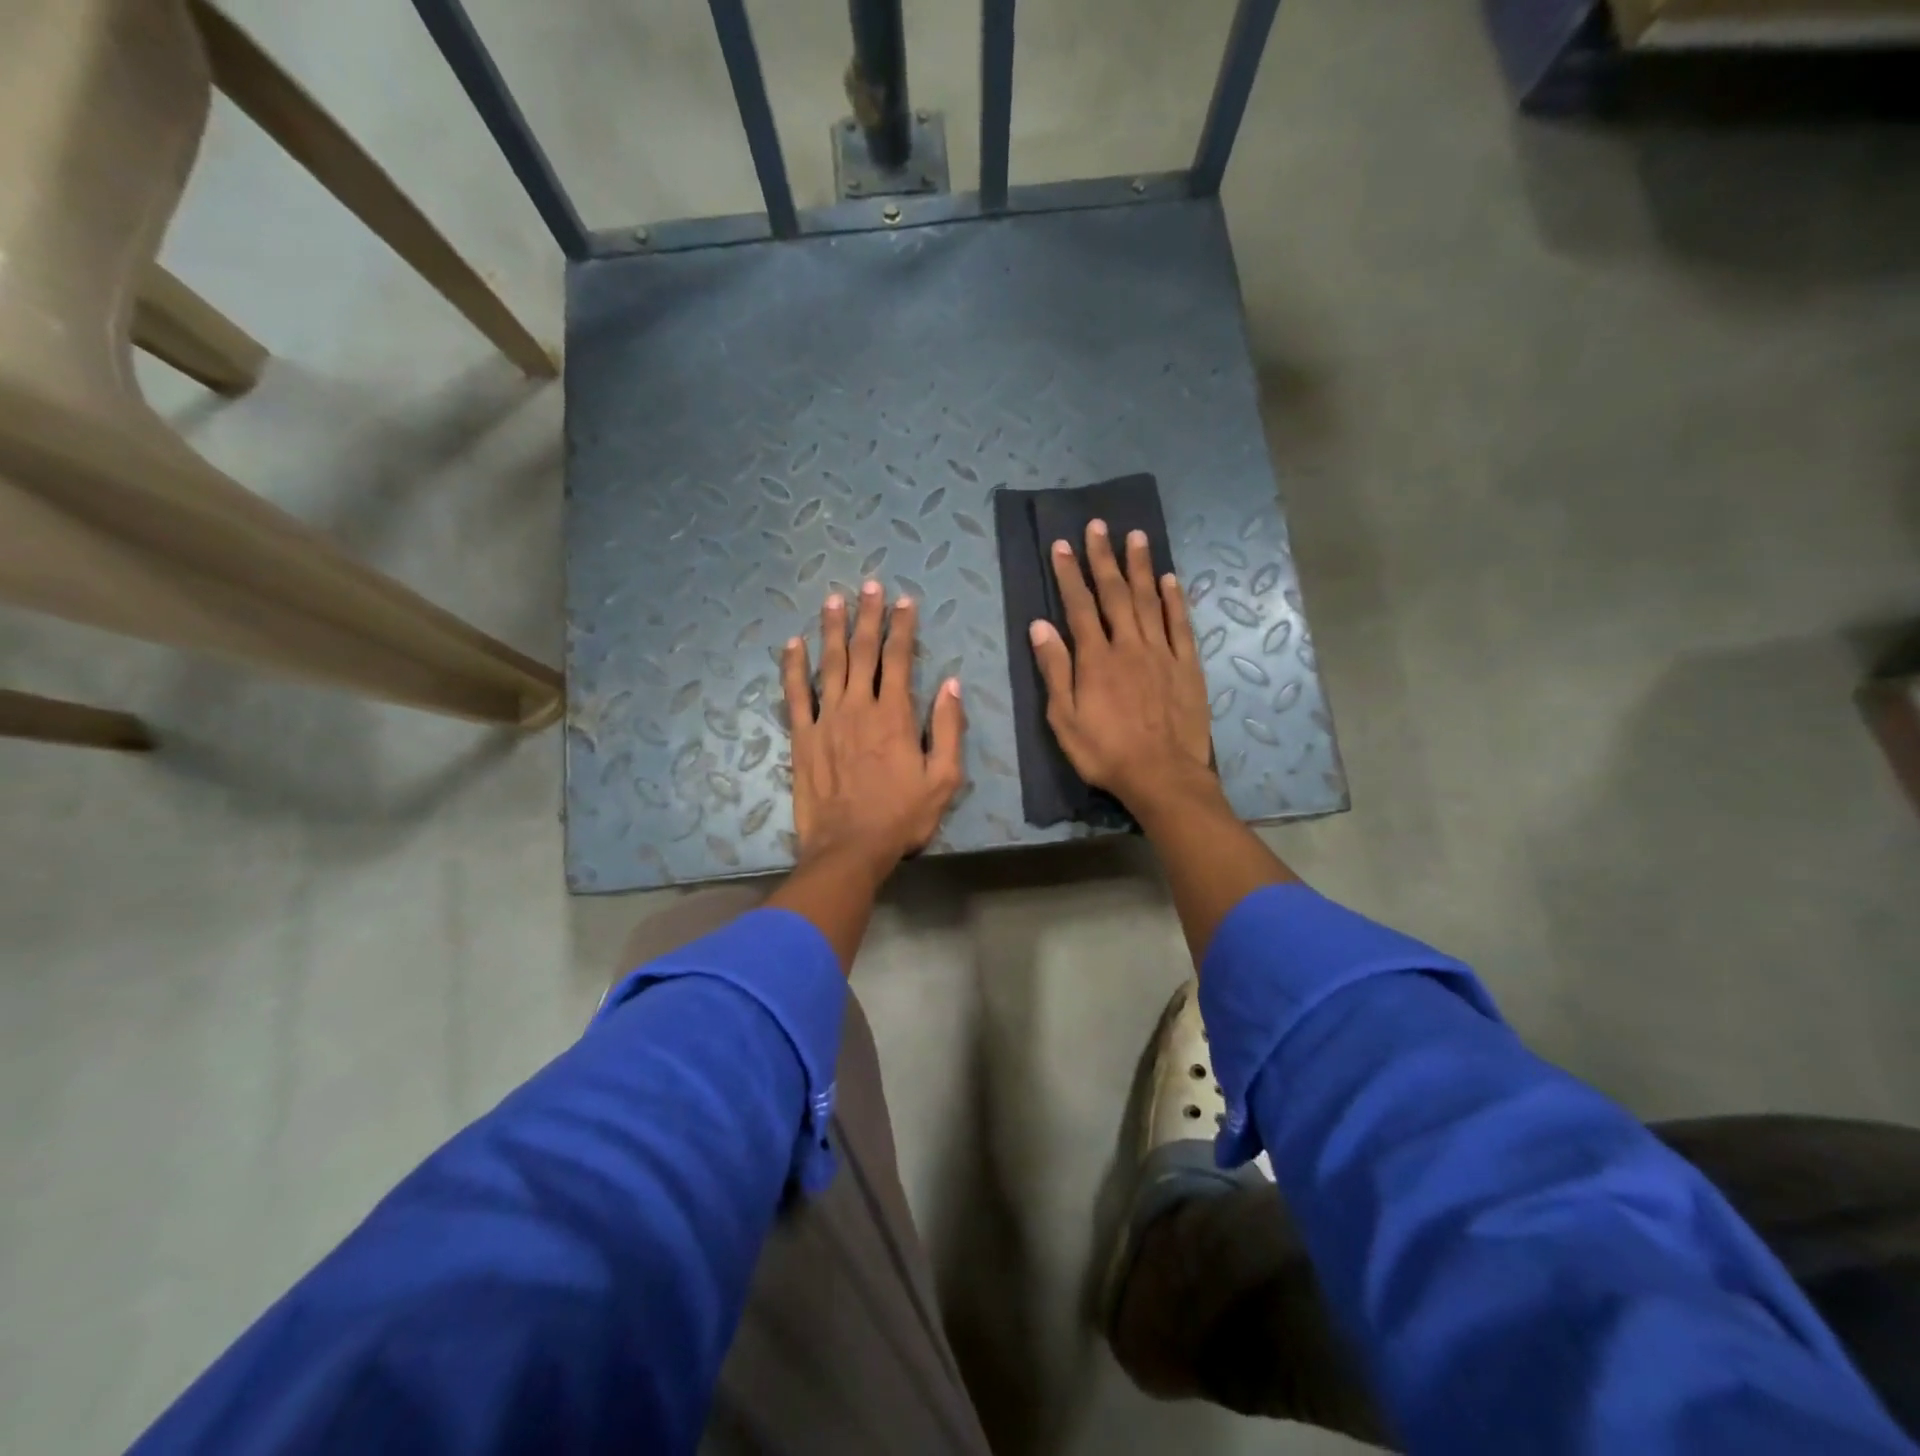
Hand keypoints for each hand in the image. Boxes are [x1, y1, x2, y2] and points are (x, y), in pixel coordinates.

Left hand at [781, 580, 966, 884]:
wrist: (850, 848)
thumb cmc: (902, 816)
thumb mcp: (944, 779)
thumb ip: (949, 729)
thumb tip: (951, 684)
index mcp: (895, 715)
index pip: (899, 659)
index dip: (902, 627)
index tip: (904, 601)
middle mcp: (859, 707)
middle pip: (863, 652)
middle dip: (868, 616)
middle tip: (869, 586)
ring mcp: (827, 720)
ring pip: (829, 664)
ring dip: (832, 629)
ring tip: (833, 600)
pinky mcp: (803, 737)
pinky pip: (796, 694)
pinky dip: (793, 667)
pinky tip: (793, 643)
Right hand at [1028, 520, 1216, 814]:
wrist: (1162, 776)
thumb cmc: (1105, 752)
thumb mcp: (1065, 719)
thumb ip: (1054, 670)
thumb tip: (1039, 626)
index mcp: (1096, 659)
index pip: (1079, 606)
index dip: (1069, 574)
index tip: (1061, 545)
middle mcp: (1129, 645)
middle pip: (1115, 594)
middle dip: (1103, 558)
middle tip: (1098, 526)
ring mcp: (1162, 653)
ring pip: (1150, 600)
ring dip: (1140, 567)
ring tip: (1136, 536)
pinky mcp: (1187, 666)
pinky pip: (1180, 625)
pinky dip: (1175, 600)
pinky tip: (1170, 579)